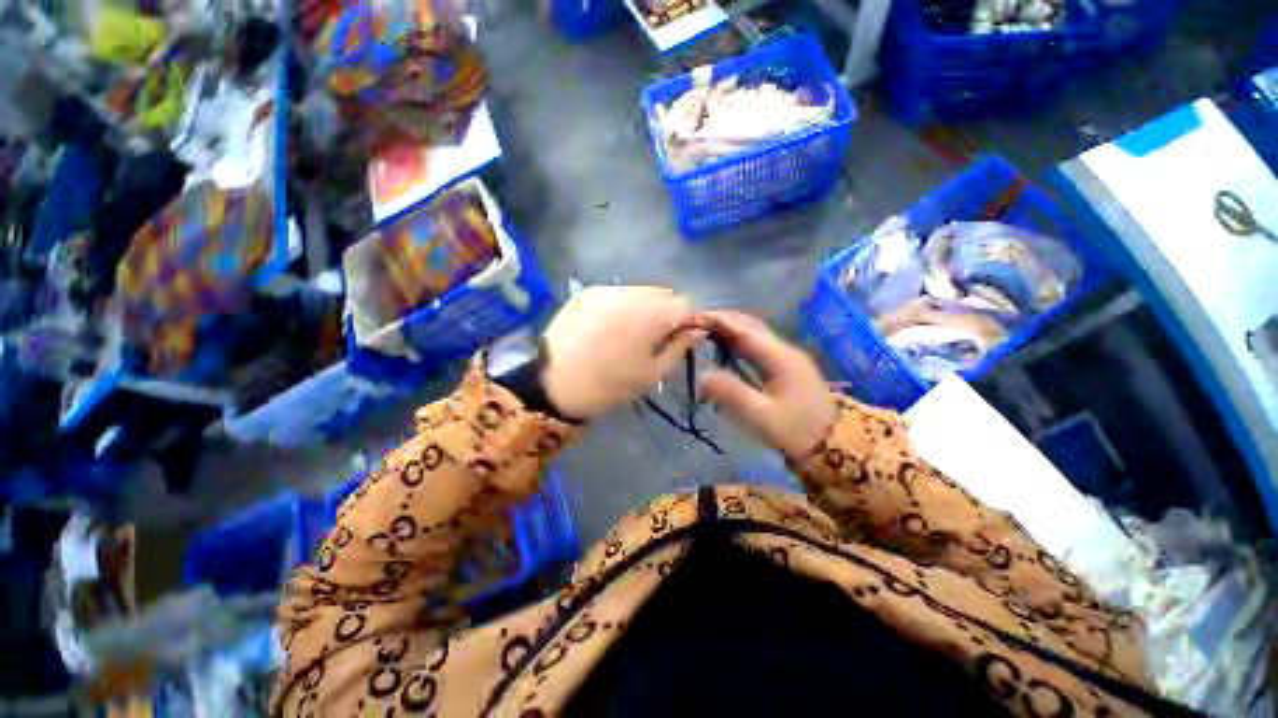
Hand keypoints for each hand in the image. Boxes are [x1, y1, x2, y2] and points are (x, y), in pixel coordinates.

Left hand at [541, 286, 702, 419]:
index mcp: (651, 314)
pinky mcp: (587, 292)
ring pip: (640, 291)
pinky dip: (624, 305)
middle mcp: (630, 293)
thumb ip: (679, 347)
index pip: (686, 304)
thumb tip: (697, 331)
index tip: (686, 335)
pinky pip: (617, 293)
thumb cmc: (610, 385)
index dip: (690, 319)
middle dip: (669, 311)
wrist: (554, 384)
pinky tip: (612, 325)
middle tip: (659, 336)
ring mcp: (606, 289)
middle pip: (664, 293)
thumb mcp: (652, 373)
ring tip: (634, 331)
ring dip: (647, 306)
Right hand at [699, 310, 835, 461]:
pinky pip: (760, 345)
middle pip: (752, 326)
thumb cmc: (796, 432)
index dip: (719, 321)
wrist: (835, 446)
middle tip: (697, 323)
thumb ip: (732, 394)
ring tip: (707, 330)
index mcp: (780, 358)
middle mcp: (786, 351)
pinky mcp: (789, 367)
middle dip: (724, 320)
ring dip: (732, 328)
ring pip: (756, 334)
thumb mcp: (762, 417)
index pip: (745, 331)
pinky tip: (728, 347)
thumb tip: (703, 376)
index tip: (695, 317)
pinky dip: (740, 341)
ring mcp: (789, 357)